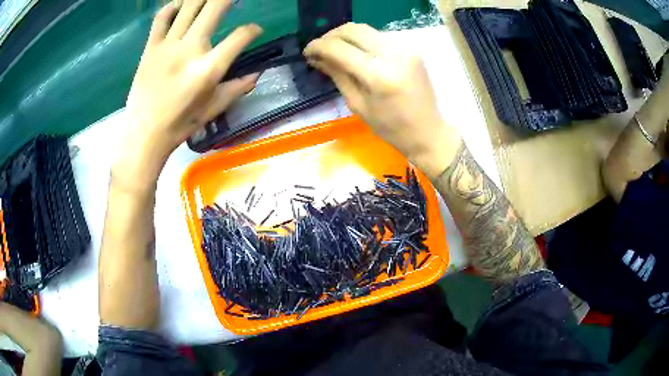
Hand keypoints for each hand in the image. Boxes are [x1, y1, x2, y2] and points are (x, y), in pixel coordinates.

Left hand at [120, 0, 261, 178]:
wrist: (143, 135)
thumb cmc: (179, 125)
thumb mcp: (213, 110)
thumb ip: (237, 88)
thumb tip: (257, 74)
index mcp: (208, 69)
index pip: (240, 37)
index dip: (253, 29)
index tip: (255, 30)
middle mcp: (189, 50)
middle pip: (215, 8)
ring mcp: (168, 46)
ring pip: (189, 6)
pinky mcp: (151, 47)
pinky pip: (161, 18)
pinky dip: (172, 6)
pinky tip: (181, 4)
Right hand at [304, 23, 457, 177]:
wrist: (428, 131)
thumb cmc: (391, 128)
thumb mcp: (358, 104)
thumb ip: (337, 75)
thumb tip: (317, 57)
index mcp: (378, 75)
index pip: (339, 48)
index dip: (318, 46)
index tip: (307, 51)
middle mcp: (393, 54)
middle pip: (353, 29)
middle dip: (331, 36)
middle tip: (320, 49)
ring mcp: (405, 49)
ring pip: (366, 30)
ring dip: (346, 37)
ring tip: (336, 51)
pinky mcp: (411, 49)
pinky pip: (380, 37)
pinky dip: (363, 42)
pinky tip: (357, 54)